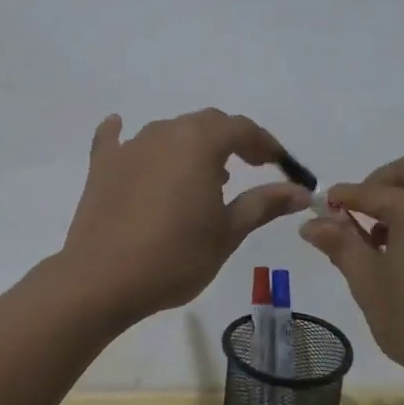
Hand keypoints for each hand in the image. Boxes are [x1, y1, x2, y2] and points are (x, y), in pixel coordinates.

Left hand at [61, 109, 312, 323]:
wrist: (103, 280)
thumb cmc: (176, 256)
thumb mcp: (228, 232)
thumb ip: (264, 203)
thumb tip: (301, 191)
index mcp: (199, 143)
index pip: (241, 128)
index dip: (265, 143)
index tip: (279, 163)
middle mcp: (164, 133)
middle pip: (205, 124)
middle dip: (232, 140)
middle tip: (250, 166)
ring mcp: (129, 147)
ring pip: (169, 132)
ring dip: (192, 146)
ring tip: (204, 175)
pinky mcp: (102, 166)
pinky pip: (116, 140)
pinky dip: (124, 135)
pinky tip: (120, 127)